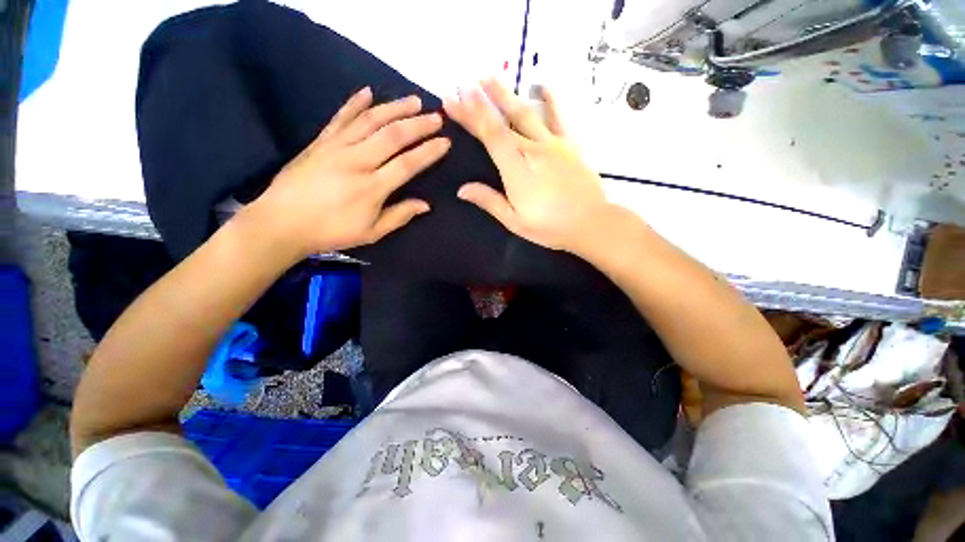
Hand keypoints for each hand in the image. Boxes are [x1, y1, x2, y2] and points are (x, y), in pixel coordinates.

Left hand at [245, 87, 450, 258]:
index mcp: (372, 188)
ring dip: (394, 108)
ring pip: (370, 121)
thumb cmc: (331, 232)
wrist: (281, 223)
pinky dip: (354, 103)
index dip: (428, 152)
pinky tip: (368, 91)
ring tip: (414, 101)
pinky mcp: (320, 141)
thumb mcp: (371, 233)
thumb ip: (399, 216)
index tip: (445, 142)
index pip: (407, 164)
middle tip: (437, 117)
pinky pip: (340, 118)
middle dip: (418, 124)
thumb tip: (426, 204)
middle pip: (392, 136)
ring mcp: (336, 147)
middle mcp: (356, 161)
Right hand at [443, 79, 612, 252]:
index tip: (454, 98)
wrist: (591, 223)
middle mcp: (533, 150)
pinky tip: (544, 84)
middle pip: (502, 122)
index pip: (491, 136)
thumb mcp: (515, 221)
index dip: (472, 115)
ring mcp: (553, 144)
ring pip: (526, 114)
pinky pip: (559, 117)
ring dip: (506, 94)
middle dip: (479, 103)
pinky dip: (551, 99)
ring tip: (489, 76)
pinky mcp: (570, 145)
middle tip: (462, 86)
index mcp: (517, 170)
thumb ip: (490, 201)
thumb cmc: (550, 227)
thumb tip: (462, 189)